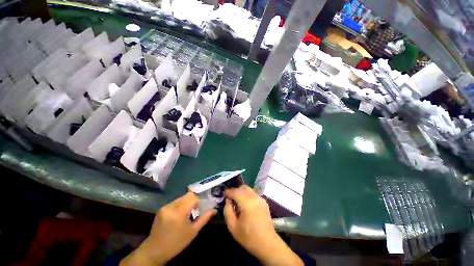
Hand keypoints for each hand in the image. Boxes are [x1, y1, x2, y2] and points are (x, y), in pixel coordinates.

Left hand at [120, 192, 215, 265]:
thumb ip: (204, 218)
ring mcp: (165, 206)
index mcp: (179, 212)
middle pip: (187, 195)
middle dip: (192, 201)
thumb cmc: (176, 243)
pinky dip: (179, 205)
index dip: (197, 202)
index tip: (197, 211)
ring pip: (181, 197)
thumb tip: (215, 210)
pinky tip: (177, 216)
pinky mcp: (161, 208)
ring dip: (186, 203)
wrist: (154, 251)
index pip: (192, 197)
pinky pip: (175, 202)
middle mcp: (171, 206)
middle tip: (192, 212)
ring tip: (185, 214)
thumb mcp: (193, 232)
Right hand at [224, 186, 302, 265]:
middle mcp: (255, 197)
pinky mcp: (264, 202)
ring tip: (238, 203)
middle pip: (243, 187)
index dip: (228, 192)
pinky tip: (246, 205)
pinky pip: (253, 194)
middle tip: (230, 199)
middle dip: (235, 191)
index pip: (235, 191)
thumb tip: (228, 200)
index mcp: (247, 202)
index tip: (224, 194)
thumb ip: (228, 210)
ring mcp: (260, 198)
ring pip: (248, 189)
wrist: (268, 244)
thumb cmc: (248, 237)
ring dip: (241, 192)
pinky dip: (247, 195)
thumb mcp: (233, 226)